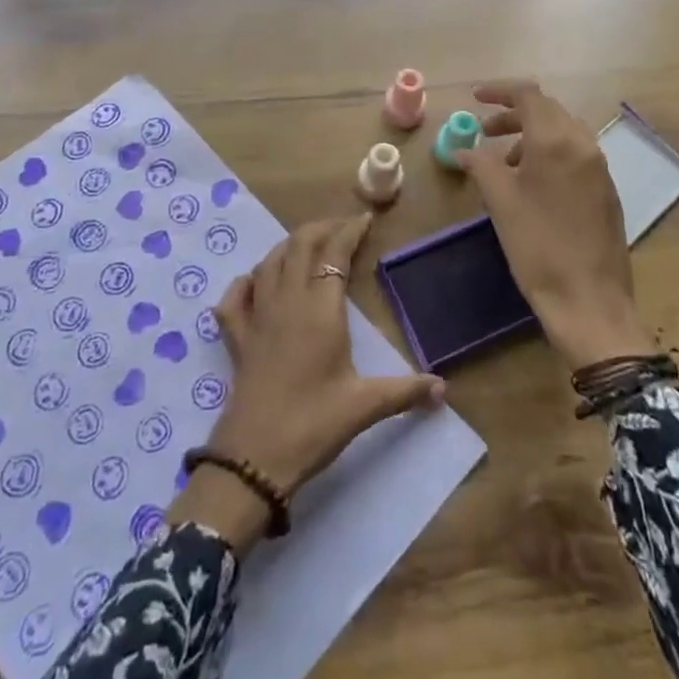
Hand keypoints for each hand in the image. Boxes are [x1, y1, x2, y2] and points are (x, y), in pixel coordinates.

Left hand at [170, 212, 444, 551]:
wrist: (253, 459)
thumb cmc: (313, 425)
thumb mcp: (364, 407)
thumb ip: (405, 391)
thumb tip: (444, 389)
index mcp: (319, 310)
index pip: (334, 254)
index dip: (349, 231)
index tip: (366, 218)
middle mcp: (287, 301)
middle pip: (299, 245)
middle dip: (322, 228)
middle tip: (343, 227)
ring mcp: (257, 316)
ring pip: (270, 262)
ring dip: (290, 246)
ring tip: (309, 245)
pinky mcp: (236, 337)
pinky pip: (235, 296)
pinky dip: (247, 281)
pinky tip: (255, 281)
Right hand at [457, 80, 658, 369]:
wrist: (589, 301)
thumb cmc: (538, 246)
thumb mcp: (500, 202)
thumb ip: (480, 165)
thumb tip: (463, 150)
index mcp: (556, 140)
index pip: (528, 95)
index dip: (499, 91)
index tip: (475, 99)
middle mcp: (583, 144)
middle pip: (547, 110)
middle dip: (513, 114)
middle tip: (484, 132)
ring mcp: (599, 167)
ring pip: (562, 131)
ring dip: (531, 135)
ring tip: (505, 162)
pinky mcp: (606, 189)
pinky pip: (575, 153)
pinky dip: (549, 153)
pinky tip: (532, 183)